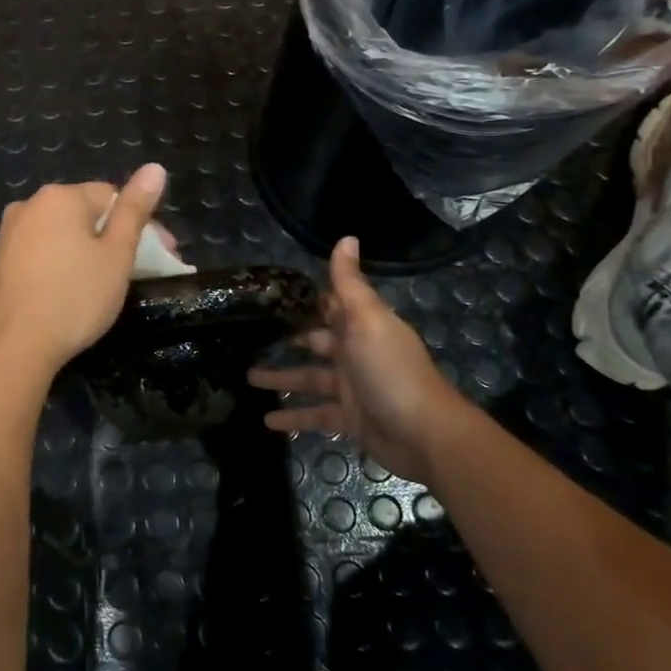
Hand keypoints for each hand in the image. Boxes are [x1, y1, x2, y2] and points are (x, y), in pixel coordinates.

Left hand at [0, 164, 168, 375]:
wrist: (8, 347)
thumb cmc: (73, 298)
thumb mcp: (116, 255)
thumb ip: (135, 210)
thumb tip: (155, 167)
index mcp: (60, 197)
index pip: (112, 196)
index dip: (143, 224)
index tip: (163, 257)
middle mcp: (29, 206)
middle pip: (85, 214)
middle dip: (115, 238)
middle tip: (140, 273)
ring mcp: (7, 235)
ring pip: (61, 235)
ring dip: (87, 252)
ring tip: (106, 285)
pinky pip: (40, 253)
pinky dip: (61, 265)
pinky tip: (69, 293)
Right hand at [247, 236, 470, 480]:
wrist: (423, 433)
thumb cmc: (390, 369)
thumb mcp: (367, 319)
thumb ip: (349, 283)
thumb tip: (346, 237)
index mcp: (361, 326)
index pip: (330, 307)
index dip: (306, 300)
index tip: (274, 294)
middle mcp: (355, 354)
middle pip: (316, 341)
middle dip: (290, 337)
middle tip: (252, 334)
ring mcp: (351, 389)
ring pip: (308, 379)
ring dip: (280, 377)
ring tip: (247, 376)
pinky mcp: (348, 419)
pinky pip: (313, 415)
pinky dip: (292, 418)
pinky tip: (267, 421)